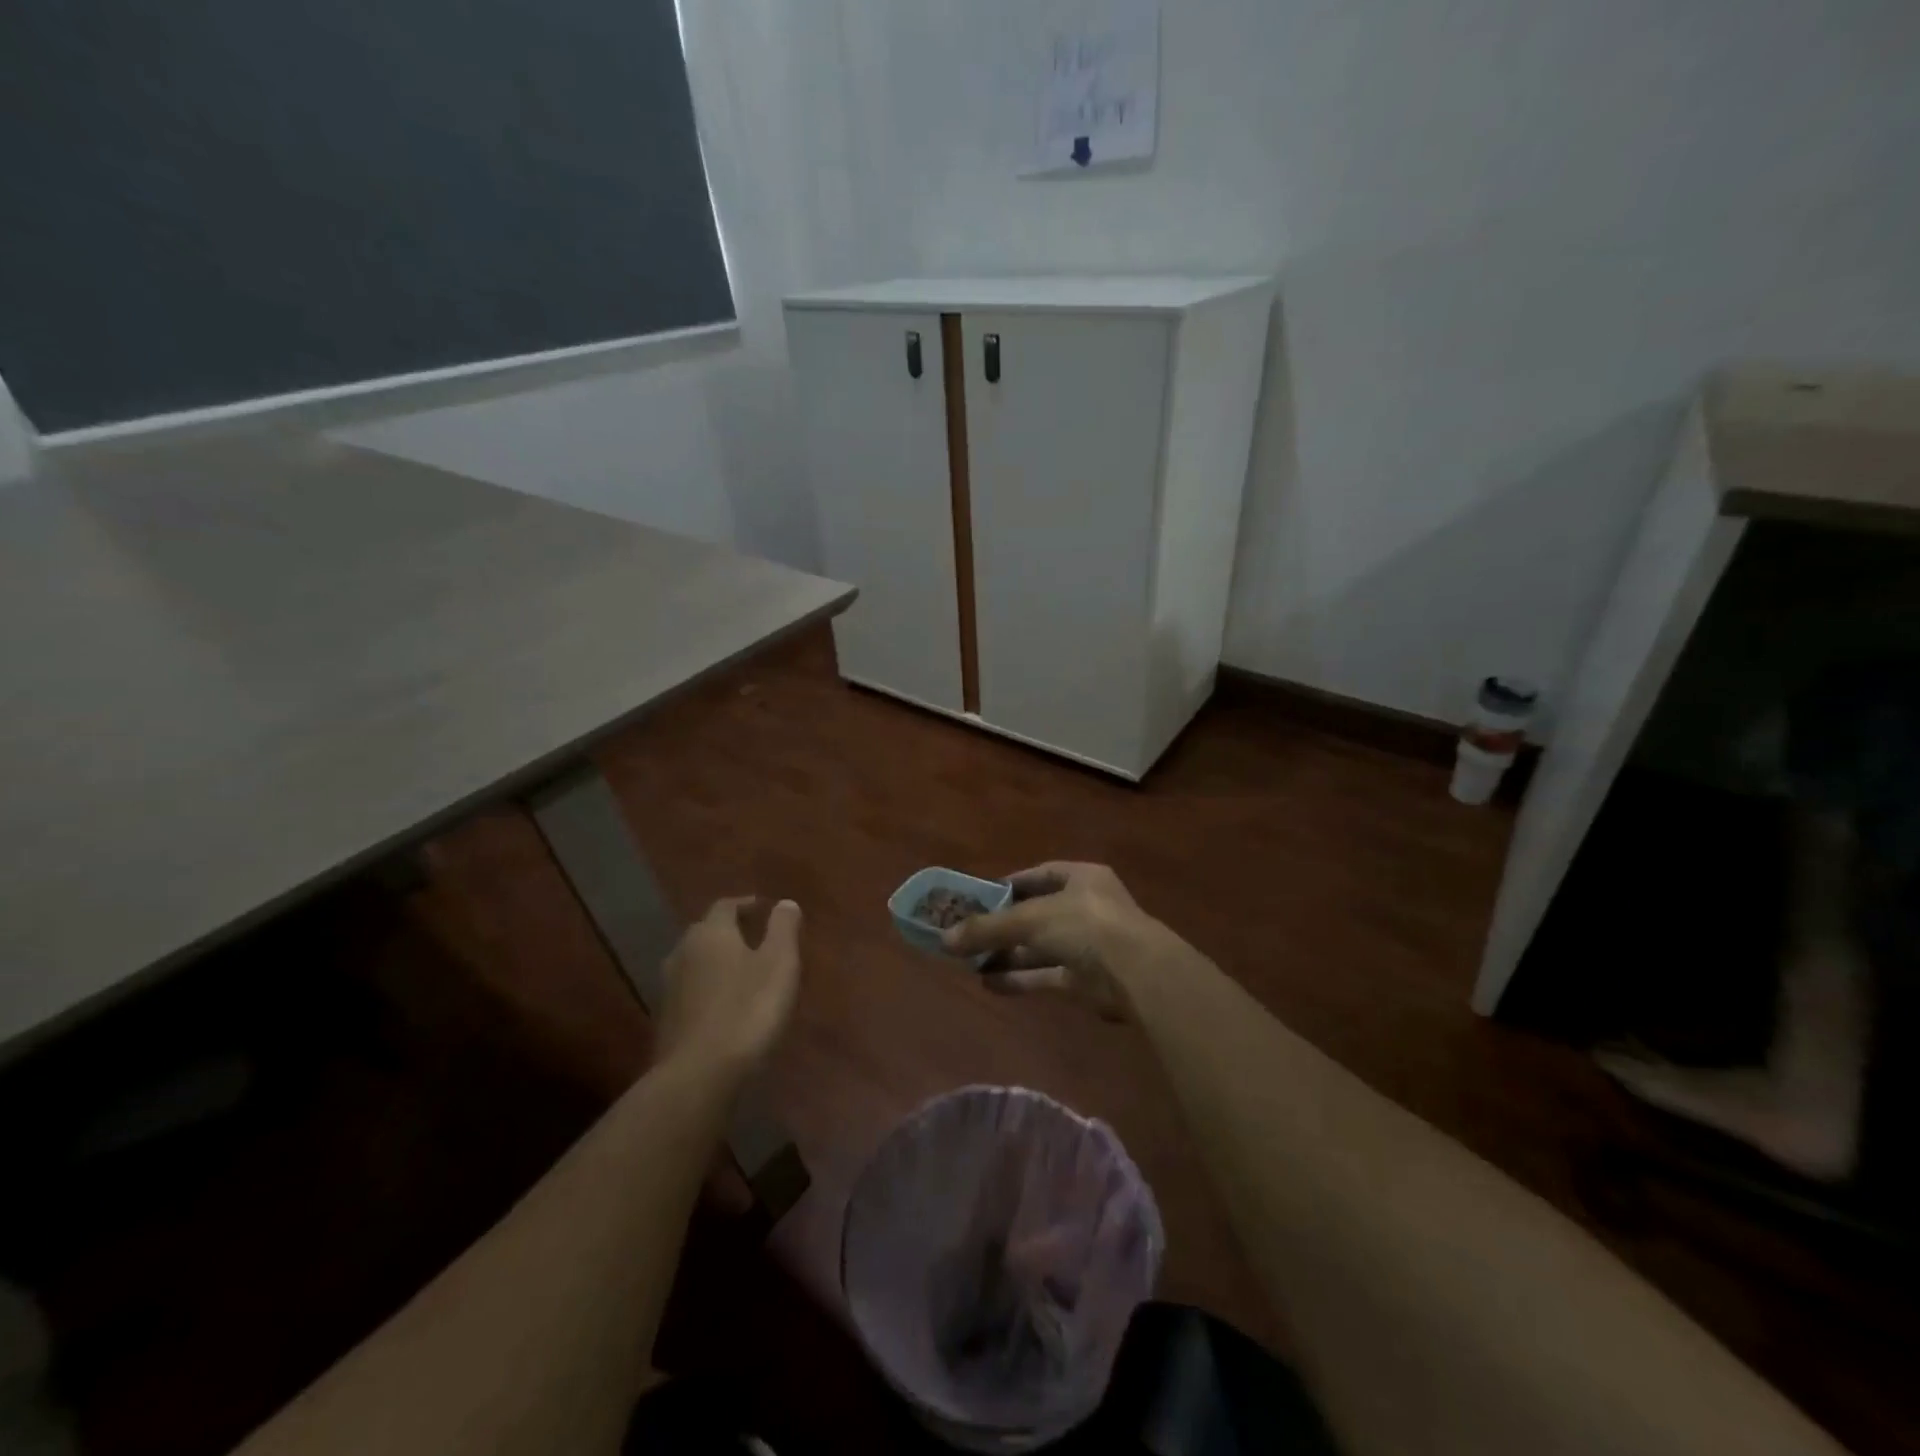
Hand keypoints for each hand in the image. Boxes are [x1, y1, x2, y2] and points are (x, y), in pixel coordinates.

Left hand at [656, 897, 802, 1077]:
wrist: (698, 1074)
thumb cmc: (748, 1009)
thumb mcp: (779, 964)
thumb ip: (783, 929)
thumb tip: (785, 903)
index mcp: (711, 933)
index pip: (726, 906)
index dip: (746, 905)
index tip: (764, 909)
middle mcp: (683, 951)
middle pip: (707, 931)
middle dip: (730, 931)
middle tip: (756, 938)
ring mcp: (669, 987)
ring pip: (696, 961)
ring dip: (717, 961)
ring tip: (742, 972)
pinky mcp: (665, 1019)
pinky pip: (690, 990)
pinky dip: (708, 988)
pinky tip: (724, 1004)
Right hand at [942, 862, 1158, 1018]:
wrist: (1136, 973)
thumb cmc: (1084, 925)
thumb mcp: (1030, 919)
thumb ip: (988, 929)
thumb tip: (944, 939)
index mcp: (1080, 878)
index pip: (1038, 876)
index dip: (1007, 886)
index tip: (976, 899)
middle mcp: (1085, 907)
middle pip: (1035, 914)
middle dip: (1002, 926)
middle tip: (966, 934)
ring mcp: (1086, 944)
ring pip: (1038, 946)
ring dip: (1007, 954)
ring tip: (968, 961)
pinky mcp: (1084, 979)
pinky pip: (1045, 974)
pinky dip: (1020, 978)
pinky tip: (989, 983)